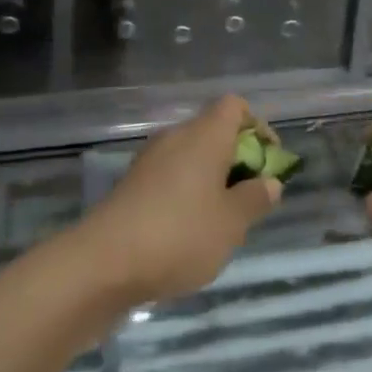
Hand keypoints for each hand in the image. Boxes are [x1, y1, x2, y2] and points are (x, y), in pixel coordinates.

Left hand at [75, 95, 280, 307]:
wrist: (102, 264)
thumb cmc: (179, 236)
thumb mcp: (231, 223)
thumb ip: (255, 199)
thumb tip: (269, 182)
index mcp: (204, 137)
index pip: (234, 106)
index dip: (257, 127)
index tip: (268, 161)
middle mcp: (175, 139)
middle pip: (213, 131)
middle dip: (238, 159)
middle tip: (250, 198)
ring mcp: (148, 162)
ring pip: (191, 157)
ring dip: (212, 179)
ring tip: (222, 220)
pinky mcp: (131, 187)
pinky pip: (170, 177)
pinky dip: (187, 194)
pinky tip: (189, 231)